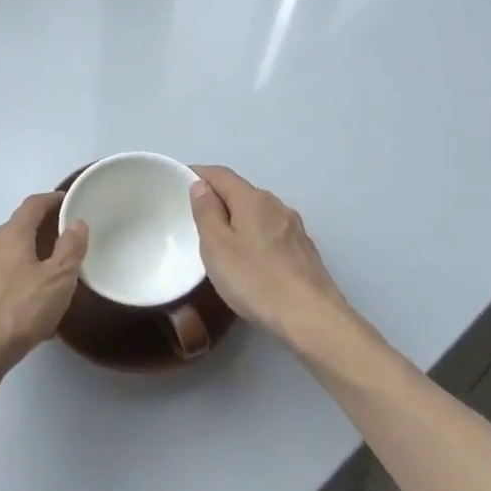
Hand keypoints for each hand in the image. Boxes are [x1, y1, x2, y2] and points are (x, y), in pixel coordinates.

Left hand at [0, 193, 88, 386]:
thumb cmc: (17, 311)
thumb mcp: (56, 280)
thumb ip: (70, 249)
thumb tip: (77, 222)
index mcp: (11, 234)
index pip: (33, 204)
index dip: (53, 199)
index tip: (70, 201)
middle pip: (20, 227)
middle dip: (44, 229)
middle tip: (69, 240)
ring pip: (10, 253)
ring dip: (31, 255)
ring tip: (54, 272)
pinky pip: (2, 276)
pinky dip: (19, 277)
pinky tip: (31, 302)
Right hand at [190, 165, 351, 346]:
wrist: (312, 318)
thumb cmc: (256, 280)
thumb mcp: (217, 247)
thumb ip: (206, 212)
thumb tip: (201, 186)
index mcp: (252, 199)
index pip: (220, 174)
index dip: (198, 173)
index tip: (178, 180)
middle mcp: (276, 205)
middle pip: (241, 191)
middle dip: (218, 197)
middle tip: (195, 215)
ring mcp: (294, 227)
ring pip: (258, 212)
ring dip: (238, 217)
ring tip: (220, 238)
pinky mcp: (304, 250)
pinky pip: (272, 231)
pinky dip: (255, 234)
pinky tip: (251, 257)